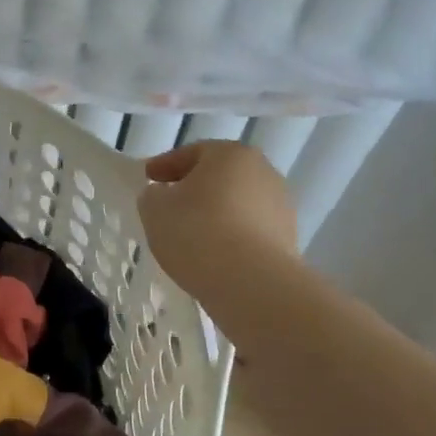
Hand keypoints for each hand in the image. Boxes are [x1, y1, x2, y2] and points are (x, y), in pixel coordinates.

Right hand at [138, 142, 297, 307]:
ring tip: (191, 235)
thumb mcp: (155, 209)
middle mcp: (263, 172)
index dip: (164, 165)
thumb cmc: (197, 232)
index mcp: (230, 154)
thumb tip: (163, 195)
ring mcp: (281, 206)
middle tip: (169, 205)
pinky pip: (249, 230)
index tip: (147, 179)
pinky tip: (213, 254)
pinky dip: (231, 236)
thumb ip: (153, 195)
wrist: (251, 282)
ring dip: (215, 213)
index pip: (191, 152)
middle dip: (194, 188)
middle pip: (219, 176)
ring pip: (237, 203)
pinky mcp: (288, 238)